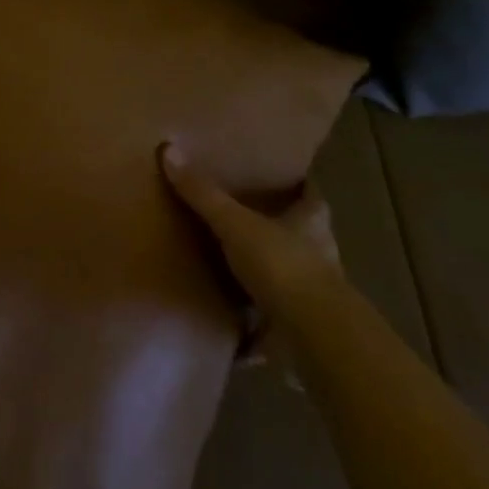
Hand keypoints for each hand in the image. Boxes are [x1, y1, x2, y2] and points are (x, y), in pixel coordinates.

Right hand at [160, 142, 342, 374]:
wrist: (312, 338)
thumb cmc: (282, 265)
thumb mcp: (236, 224)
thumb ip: (204, 194)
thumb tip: (169, 150)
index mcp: (311, 222)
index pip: (311, 194)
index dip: (299, 184)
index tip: (282, 175)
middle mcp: (319, 255)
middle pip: (301, 235)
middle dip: (279, 230)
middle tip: (246, 218)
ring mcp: (311, 297)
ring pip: (289, 278)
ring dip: (268, 276)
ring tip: (234, 268)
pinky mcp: (300, 333)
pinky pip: (274, 323)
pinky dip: (256, 326)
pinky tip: (232, 325)